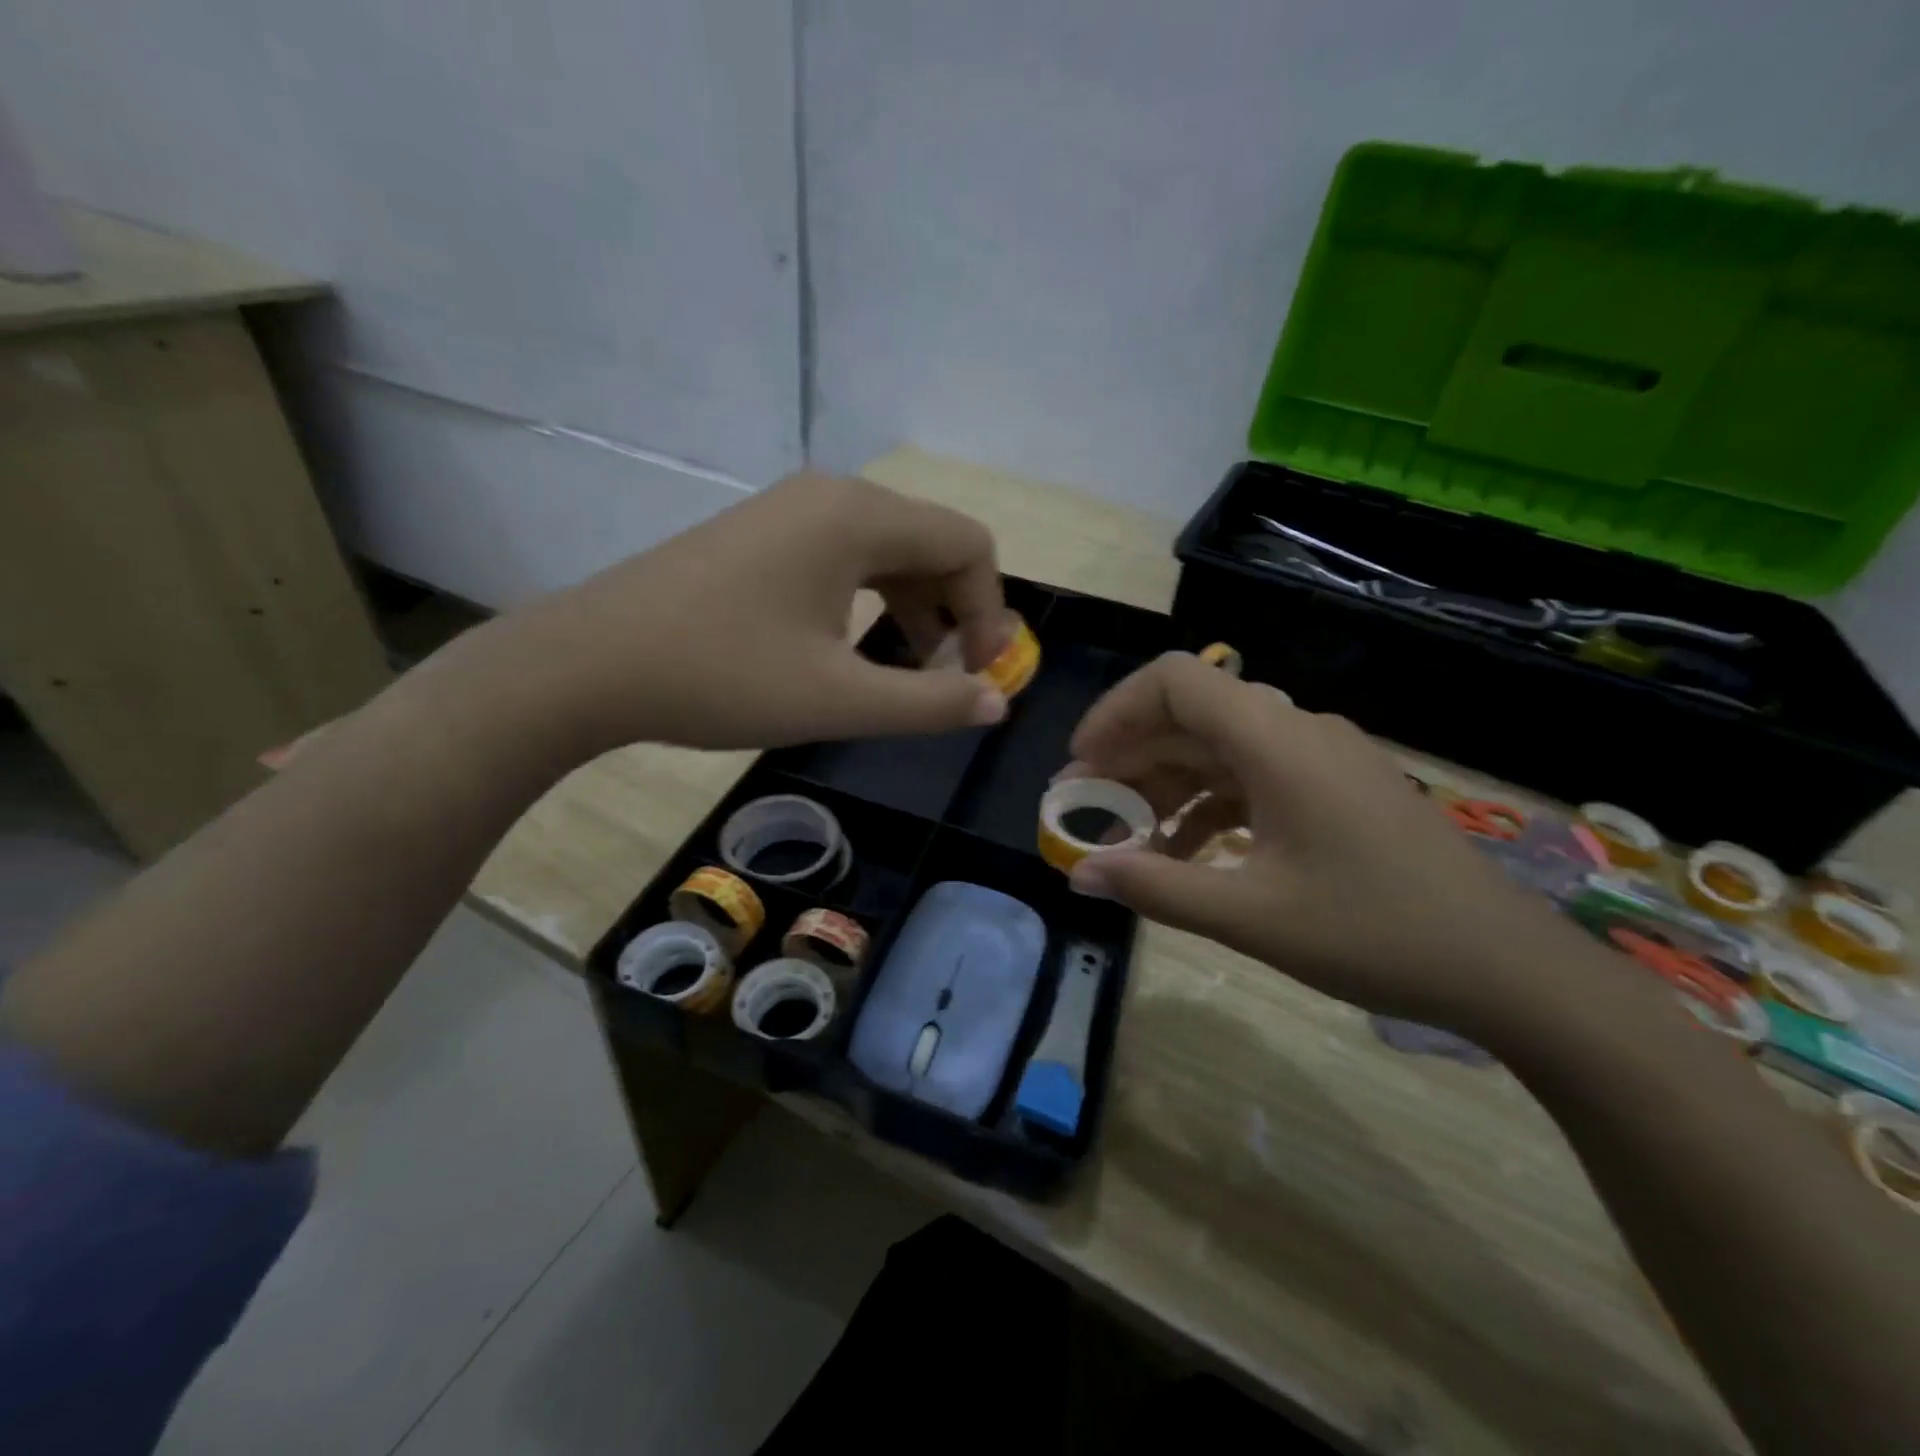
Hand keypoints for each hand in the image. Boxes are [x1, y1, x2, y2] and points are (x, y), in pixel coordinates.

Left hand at [452, 473, 1012, 754]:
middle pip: (932, 542)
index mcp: (859, 517)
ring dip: (916, 607)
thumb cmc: (721, 676)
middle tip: (950, 678)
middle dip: (956, 611)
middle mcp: (832, 496)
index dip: (989, 612)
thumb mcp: (838, 699)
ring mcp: (791, 510)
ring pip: (889, 550)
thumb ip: (930, 703)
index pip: (967, 545)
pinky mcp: (763, 534)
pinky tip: (857, 647)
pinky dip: (872, 599)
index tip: (977, 674)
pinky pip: (846, 556)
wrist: (590, 664)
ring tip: (911, 672)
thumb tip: (998, 701)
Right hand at [1062, 652, 1585, 1037]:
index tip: (1080, 763)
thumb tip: (1078, 873)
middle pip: (1192, 717)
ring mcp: (1320, 760)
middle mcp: (1297, 732)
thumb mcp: (1251, 915)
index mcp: (1277, 741)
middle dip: (1129, 758)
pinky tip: (1186, 855)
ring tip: (1126, 839)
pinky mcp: (1334, 790)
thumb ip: (1155, 887)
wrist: (1508, 968)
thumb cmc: (1376, 933)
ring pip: (1219, 751)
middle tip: (1084, 808)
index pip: (1176, 681)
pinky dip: (1208, 808)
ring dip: (1166, 787)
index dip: (1115, 711)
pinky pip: (1252, 780)